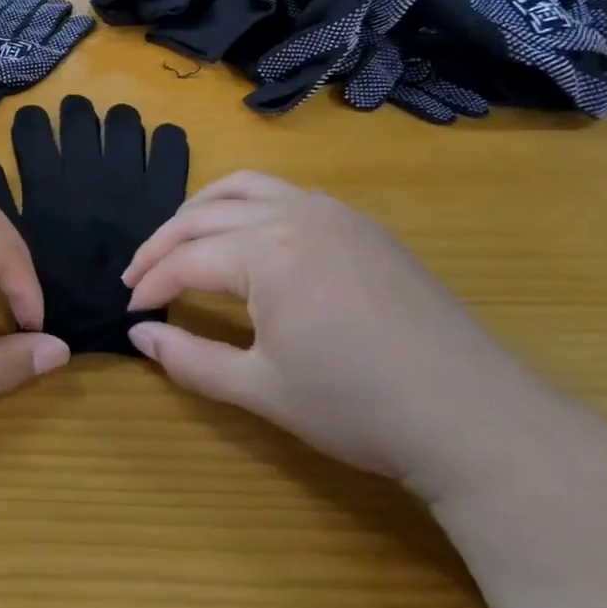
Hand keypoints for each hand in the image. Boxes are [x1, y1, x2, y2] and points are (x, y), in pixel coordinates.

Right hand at [121, 172, 573, 504]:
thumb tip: (138, 337)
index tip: (130, 311)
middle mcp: (294, 215)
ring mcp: (334, 214)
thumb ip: (189, 359)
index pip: (186, 259)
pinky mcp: (363, 226)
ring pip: (246, 188)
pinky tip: (247, 237)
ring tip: (180, 239)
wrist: (475, 419)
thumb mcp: (260, 389)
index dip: (151, 284)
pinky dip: (249, 205)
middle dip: (163, 244)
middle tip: (139, 276)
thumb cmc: (358, 408)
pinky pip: (288, 195)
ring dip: (202, 210)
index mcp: (266, 252)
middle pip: (205, 215)